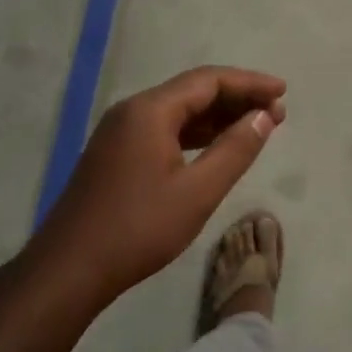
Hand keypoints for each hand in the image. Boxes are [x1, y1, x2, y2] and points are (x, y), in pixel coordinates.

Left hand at [28, 67, 285, 304]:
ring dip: (218, 116)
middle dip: (237, 98)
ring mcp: (120, 132)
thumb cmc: (138, 229)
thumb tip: (264, 116)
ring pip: (179, 111)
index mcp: (150, 111)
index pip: (209, 80)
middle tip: (276, 112)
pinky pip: (164, 129)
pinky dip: (196, 132)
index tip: (283, 91)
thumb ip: (235, 149)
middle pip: (194, 91)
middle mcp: (133, 111)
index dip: (250, 83)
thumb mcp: (198, 191)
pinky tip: (217, 146)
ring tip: (256, 126)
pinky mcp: (116, 154)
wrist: (68, 270)